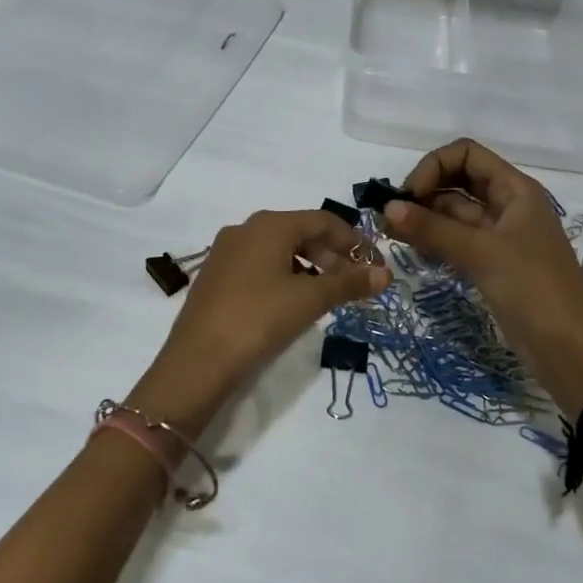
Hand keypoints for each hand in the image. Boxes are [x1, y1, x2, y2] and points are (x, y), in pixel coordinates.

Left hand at [131, 210, 389, 435]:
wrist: (197, 361)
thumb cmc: (258, 319)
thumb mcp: (309, 300)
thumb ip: (349, 283)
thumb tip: (386, 273)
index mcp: (269, 225)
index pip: (323, 220)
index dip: (354, 240)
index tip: (375, 264)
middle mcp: (245, 229)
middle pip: (300, 233)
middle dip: (333, 255)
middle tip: (355, 283)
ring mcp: (226, 253)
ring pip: (279, 250)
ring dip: (310, 267)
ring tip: (328, 296)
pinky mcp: (216, 277)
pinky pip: (260, 266)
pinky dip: (285, 277)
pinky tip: (294, 303)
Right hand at [382, 140, 582, 413]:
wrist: (570, 350)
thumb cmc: (534, 289)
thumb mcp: (482, 253)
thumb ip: (433, 229)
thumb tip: (387, 208)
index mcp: (515, 190)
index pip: (466, 155)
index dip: (434, 167)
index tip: (408, 196)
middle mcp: (508, 206)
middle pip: (458, 182)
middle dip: (423, 193)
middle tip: (389, 219)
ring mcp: (500, 238)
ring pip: (455, 214)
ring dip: (425, 219)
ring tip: (391, 236)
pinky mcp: (493, 266)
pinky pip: (458, 242)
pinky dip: (435, 242)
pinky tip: (412, 253)